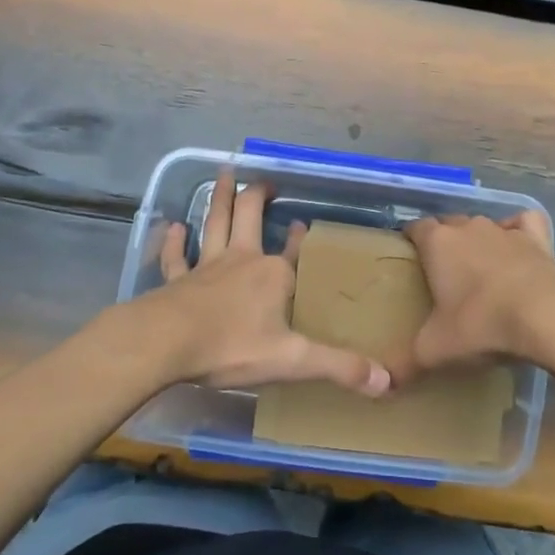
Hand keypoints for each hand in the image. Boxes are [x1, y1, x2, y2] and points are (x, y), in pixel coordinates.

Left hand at [140, 172, 390, 396]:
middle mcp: (242, 260)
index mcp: (273, 275)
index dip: (301, 237)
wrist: (167, 343)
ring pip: (215, 223)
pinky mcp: (178, 280)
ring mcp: (207, 266)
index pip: (294, 249)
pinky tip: (173, 226)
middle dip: (257, 196)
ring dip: (219, 199)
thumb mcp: (293, 360)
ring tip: (224, 173)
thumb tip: (387, 381)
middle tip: (263, 181)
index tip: (304, 223)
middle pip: (249, 216)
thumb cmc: (232, 346)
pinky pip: (176, 256)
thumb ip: (339, 367)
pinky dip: (175, 242)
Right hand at [399, 210, 554, 376]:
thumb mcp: (435, 350)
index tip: (410, 256)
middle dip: (444, 241)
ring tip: (479, 268)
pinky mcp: (536, 238)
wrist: (545, 316)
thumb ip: (404, 364)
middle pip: (449, 224)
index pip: (415, 228)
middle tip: (443, 272)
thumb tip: (378, 386)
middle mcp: (468, 227)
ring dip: (478, 240)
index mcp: (437, 243)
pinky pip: (523, 222)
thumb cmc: (480, 324)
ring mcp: (504, 230)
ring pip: (483, 225)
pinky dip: (519, 229)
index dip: (410, 239)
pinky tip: (518, 246)